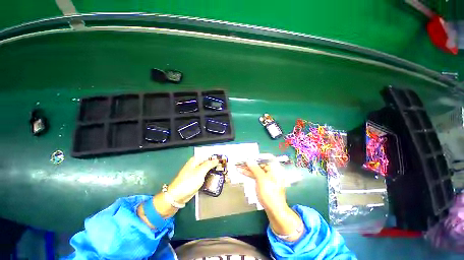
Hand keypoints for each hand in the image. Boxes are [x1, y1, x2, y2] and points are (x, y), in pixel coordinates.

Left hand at [138, 157, 217, 225]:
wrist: (178, 196)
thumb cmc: (189, 181)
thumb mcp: (200, 171)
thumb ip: (209, 164)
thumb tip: (217, 159)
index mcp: (196, 160)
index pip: (208, 156)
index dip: (215, 158)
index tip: (223, 161)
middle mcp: (196, 165)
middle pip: (208, 162)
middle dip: (216, 165)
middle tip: (224, 168)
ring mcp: (196, 172)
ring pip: (207, 169)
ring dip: (214, 171)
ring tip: (223, 173)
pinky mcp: (197, 179)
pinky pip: (205, 176)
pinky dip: (210, 176)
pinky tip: (216, 178)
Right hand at [238, 154, 286, 210]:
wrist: (274, 210)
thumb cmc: (270, 194)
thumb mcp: (261, 179)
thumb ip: (255, 168)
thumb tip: (249, 160)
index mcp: (274, 168)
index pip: (265, 158)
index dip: (256, 157)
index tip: (247, 157)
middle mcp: (271, 170)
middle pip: (259, 164)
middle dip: (249, 163)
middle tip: (240, 161)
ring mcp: (267, 176)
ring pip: (256, 169)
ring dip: (247, 168)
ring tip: (237, 166)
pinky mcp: (263, 182)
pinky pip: (256, 175)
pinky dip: (249, 173)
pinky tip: (241, 171)